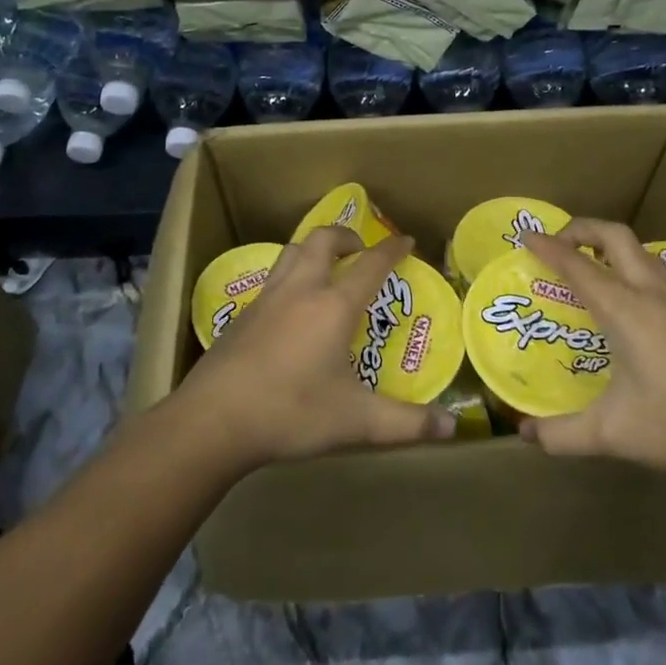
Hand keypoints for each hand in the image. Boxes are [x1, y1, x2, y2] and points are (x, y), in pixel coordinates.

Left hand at [182, 227, 455, 467]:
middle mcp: (300, 291)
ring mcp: (266, 300)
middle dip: (345, 235)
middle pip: (322, 240)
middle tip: (360, 249)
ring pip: (291, 252)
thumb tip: (451, 429)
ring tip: (326, 267)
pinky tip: (291, 307)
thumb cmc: (291, 412)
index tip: (406, 240)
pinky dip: (290, 275)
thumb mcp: (356, 421)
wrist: (213, 420)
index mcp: (332, 307)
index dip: (391, 249)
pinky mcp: (242, 316)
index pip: (370, 264)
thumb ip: (406, 423)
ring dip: (313, 248)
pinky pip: (272, 278)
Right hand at [519, 219, 665, 472]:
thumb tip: (528, 436)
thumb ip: (565, 435)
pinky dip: (628, 268)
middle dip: (581, 228)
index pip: (577, 264)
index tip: (525, 234)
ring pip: (639, 252)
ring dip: (608, 247)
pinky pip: (652, 273)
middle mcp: (650, 293)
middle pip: (615, 236)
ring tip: (586, 267)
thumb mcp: (615, 434)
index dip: (548, 247)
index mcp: (624, 308)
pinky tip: (624, 305)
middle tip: (556, 243)